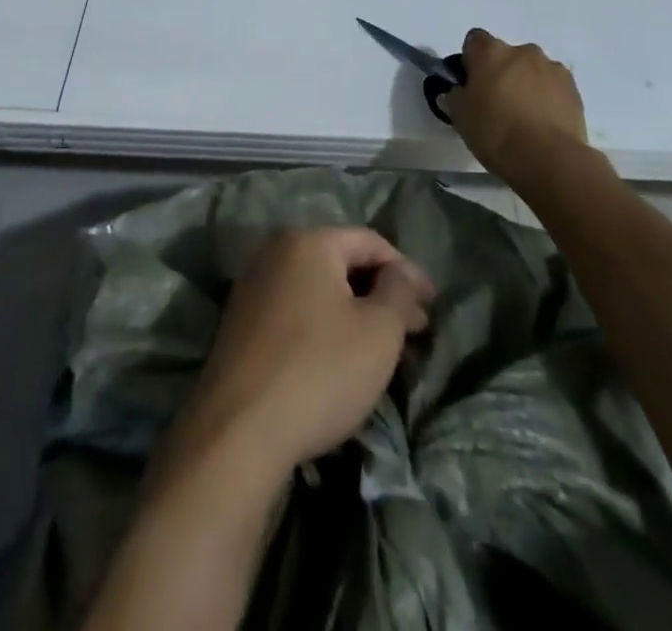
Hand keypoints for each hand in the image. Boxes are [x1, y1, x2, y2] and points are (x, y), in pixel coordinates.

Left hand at [172, 228, 433, 474]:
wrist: (239, 430)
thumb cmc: (320, 370)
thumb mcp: (378, 331)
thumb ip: (398, 292)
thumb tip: (400, 273)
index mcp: (308, 241)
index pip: (370, 241)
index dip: (407, 271)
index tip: (432, 305)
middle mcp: (275, 251)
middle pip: (341, 262)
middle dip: (382, 293)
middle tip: (415, 331)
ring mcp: (252, 286)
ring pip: (318, 288)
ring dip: (354, 311)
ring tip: (384, 349)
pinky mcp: (240, 321)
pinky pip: (295, 309)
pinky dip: (324, 324)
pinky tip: (341, 358)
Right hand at [442, 28, 598, 200]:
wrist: (549, 159)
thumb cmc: (495, 132)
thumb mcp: (459, 116)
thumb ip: (455, 96)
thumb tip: (458, 92)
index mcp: (491, 52)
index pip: (474, 40)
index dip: (471, 60)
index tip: (471, 84)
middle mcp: (523, 51)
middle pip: (506, 55)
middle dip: (501, 73)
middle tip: (496, 104)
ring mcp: (552, 68)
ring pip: (531, 70)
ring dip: (526, 84)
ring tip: (524, 117)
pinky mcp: (573, 89)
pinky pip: (553, 86)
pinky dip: (547, 97)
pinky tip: (542, 123)